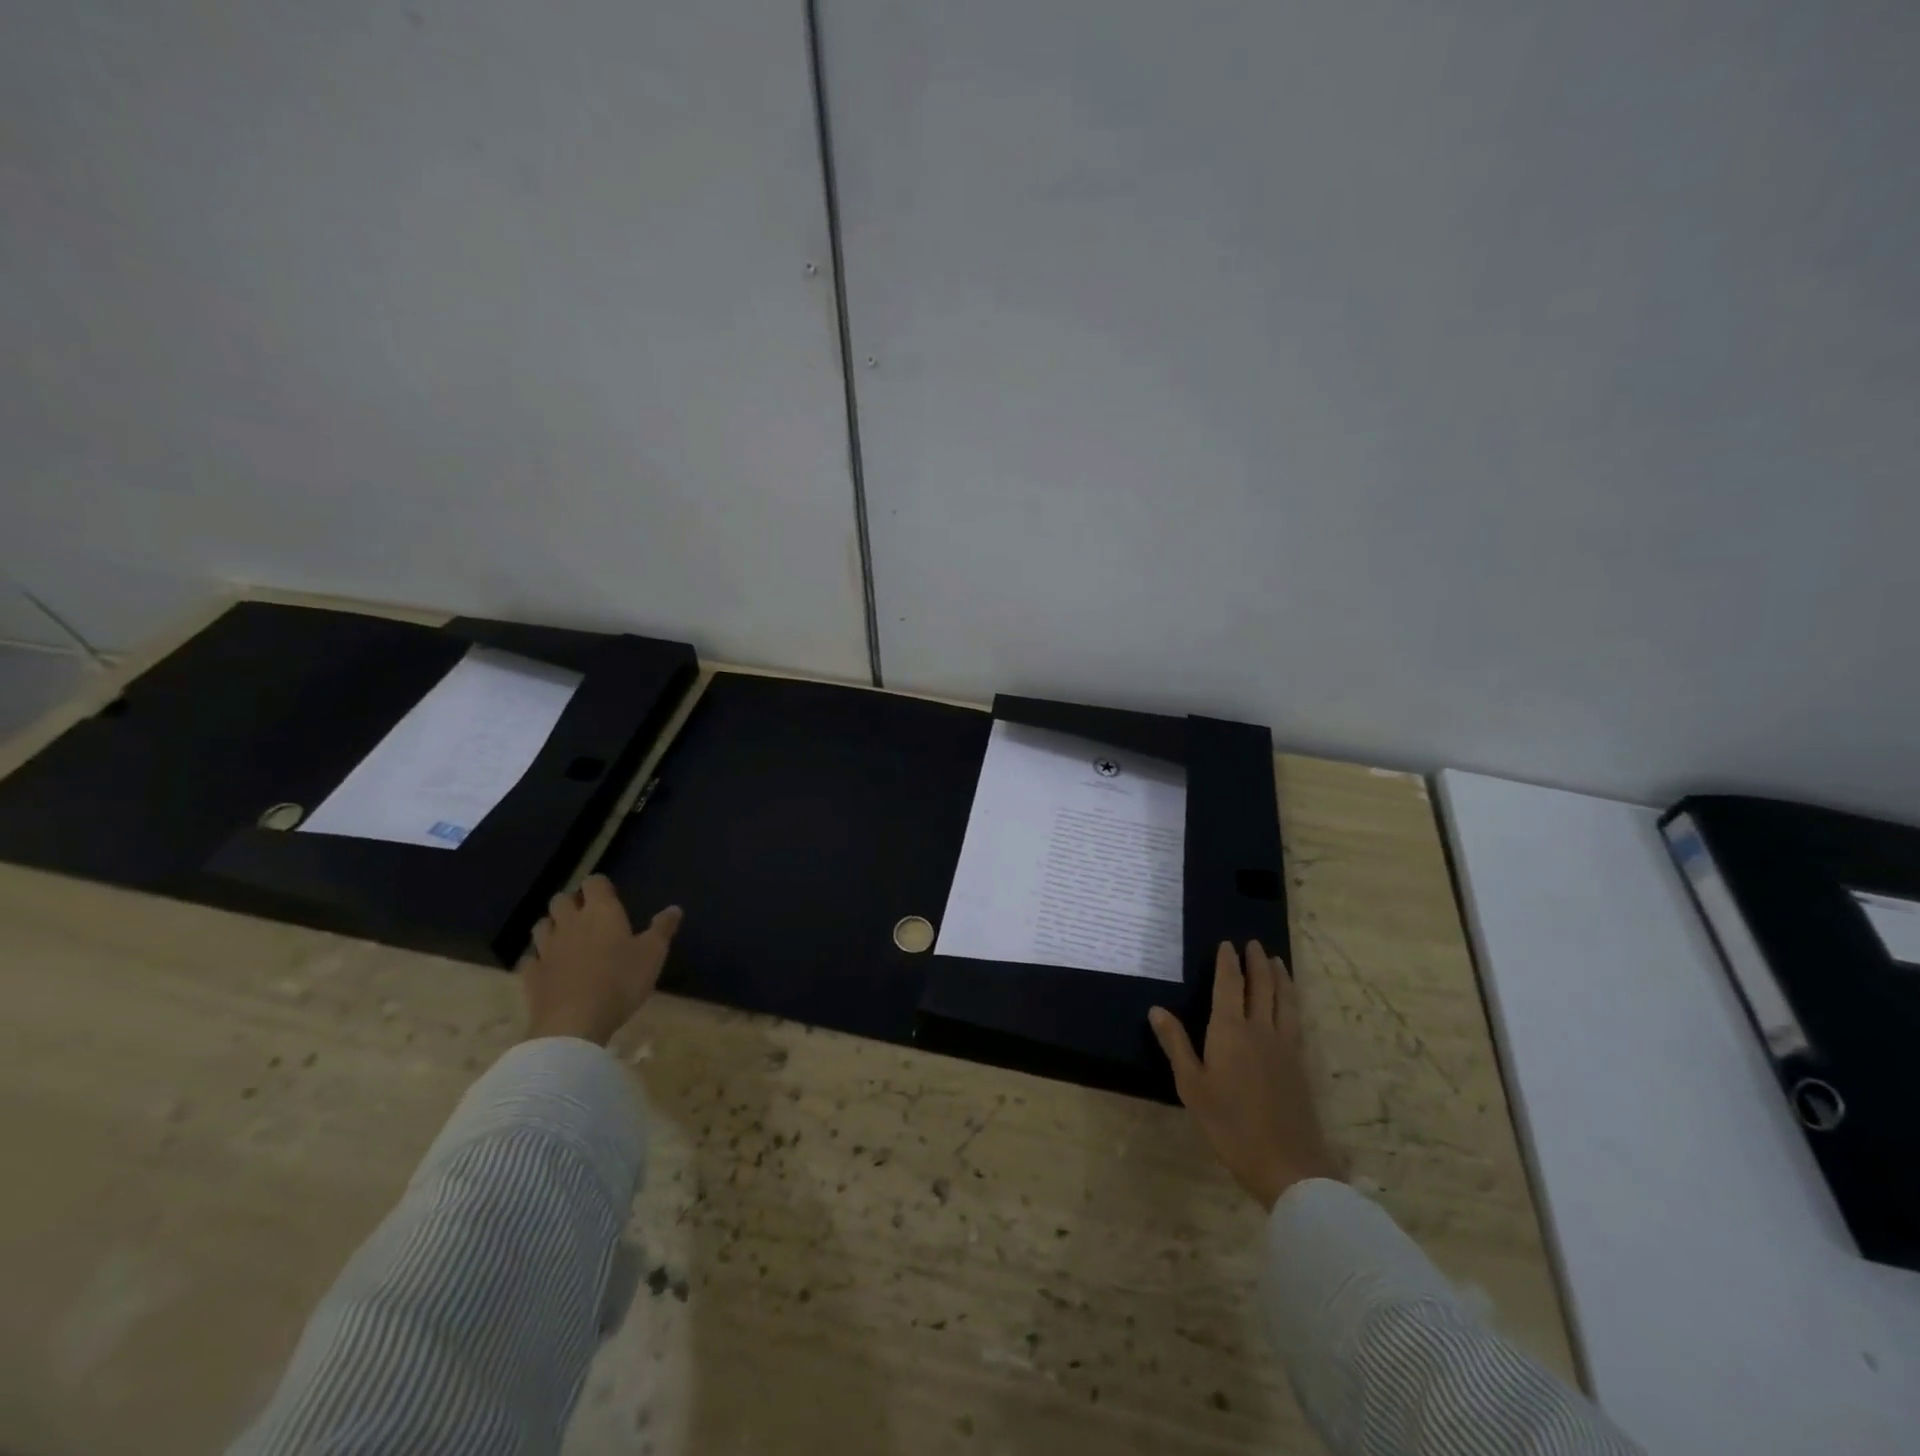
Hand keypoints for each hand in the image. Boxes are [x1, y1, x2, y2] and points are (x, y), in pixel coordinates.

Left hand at [519, 875, 681, 1045]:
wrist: (574, 1023)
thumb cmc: (621, 981)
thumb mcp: (653, 954)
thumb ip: (662, 929)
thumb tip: (675, 908)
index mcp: (601, 912)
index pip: (594, 882)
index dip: (600, 886)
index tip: (609, 895)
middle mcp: (570, 922)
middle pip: (561, 899)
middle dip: (572, 903)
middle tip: (586, 916)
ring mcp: (546, 948)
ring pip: (542, 925)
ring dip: (553, 927)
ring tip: (566, 938)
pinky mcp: (531, 974)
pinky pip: (531, 957)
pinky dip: (540, 958)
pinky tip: (550, 967)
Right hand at [1149, 941, 1339, 1210]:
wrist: (1287, 1164)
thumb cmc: (1229, 1125)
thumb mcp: (1192, 1086)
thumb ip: (1176, 1044)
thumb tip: (1156, 1009)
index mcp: (1230, 1031)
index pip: (1230, 985)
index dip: (1228, 963)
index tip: (1227, 944)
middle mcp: (1261, 1030)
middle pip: (1261, 987)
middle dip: (1256, 962)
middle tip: (1253, 944)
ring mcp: (1285, 1047)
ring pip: (1284, 1000)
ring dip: (1280, 977)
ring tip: (1277, 961)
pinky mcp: (1300, 1064)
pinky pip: (1296, 1019)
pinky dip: (1292, 1000)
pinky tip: (1290, 1004)